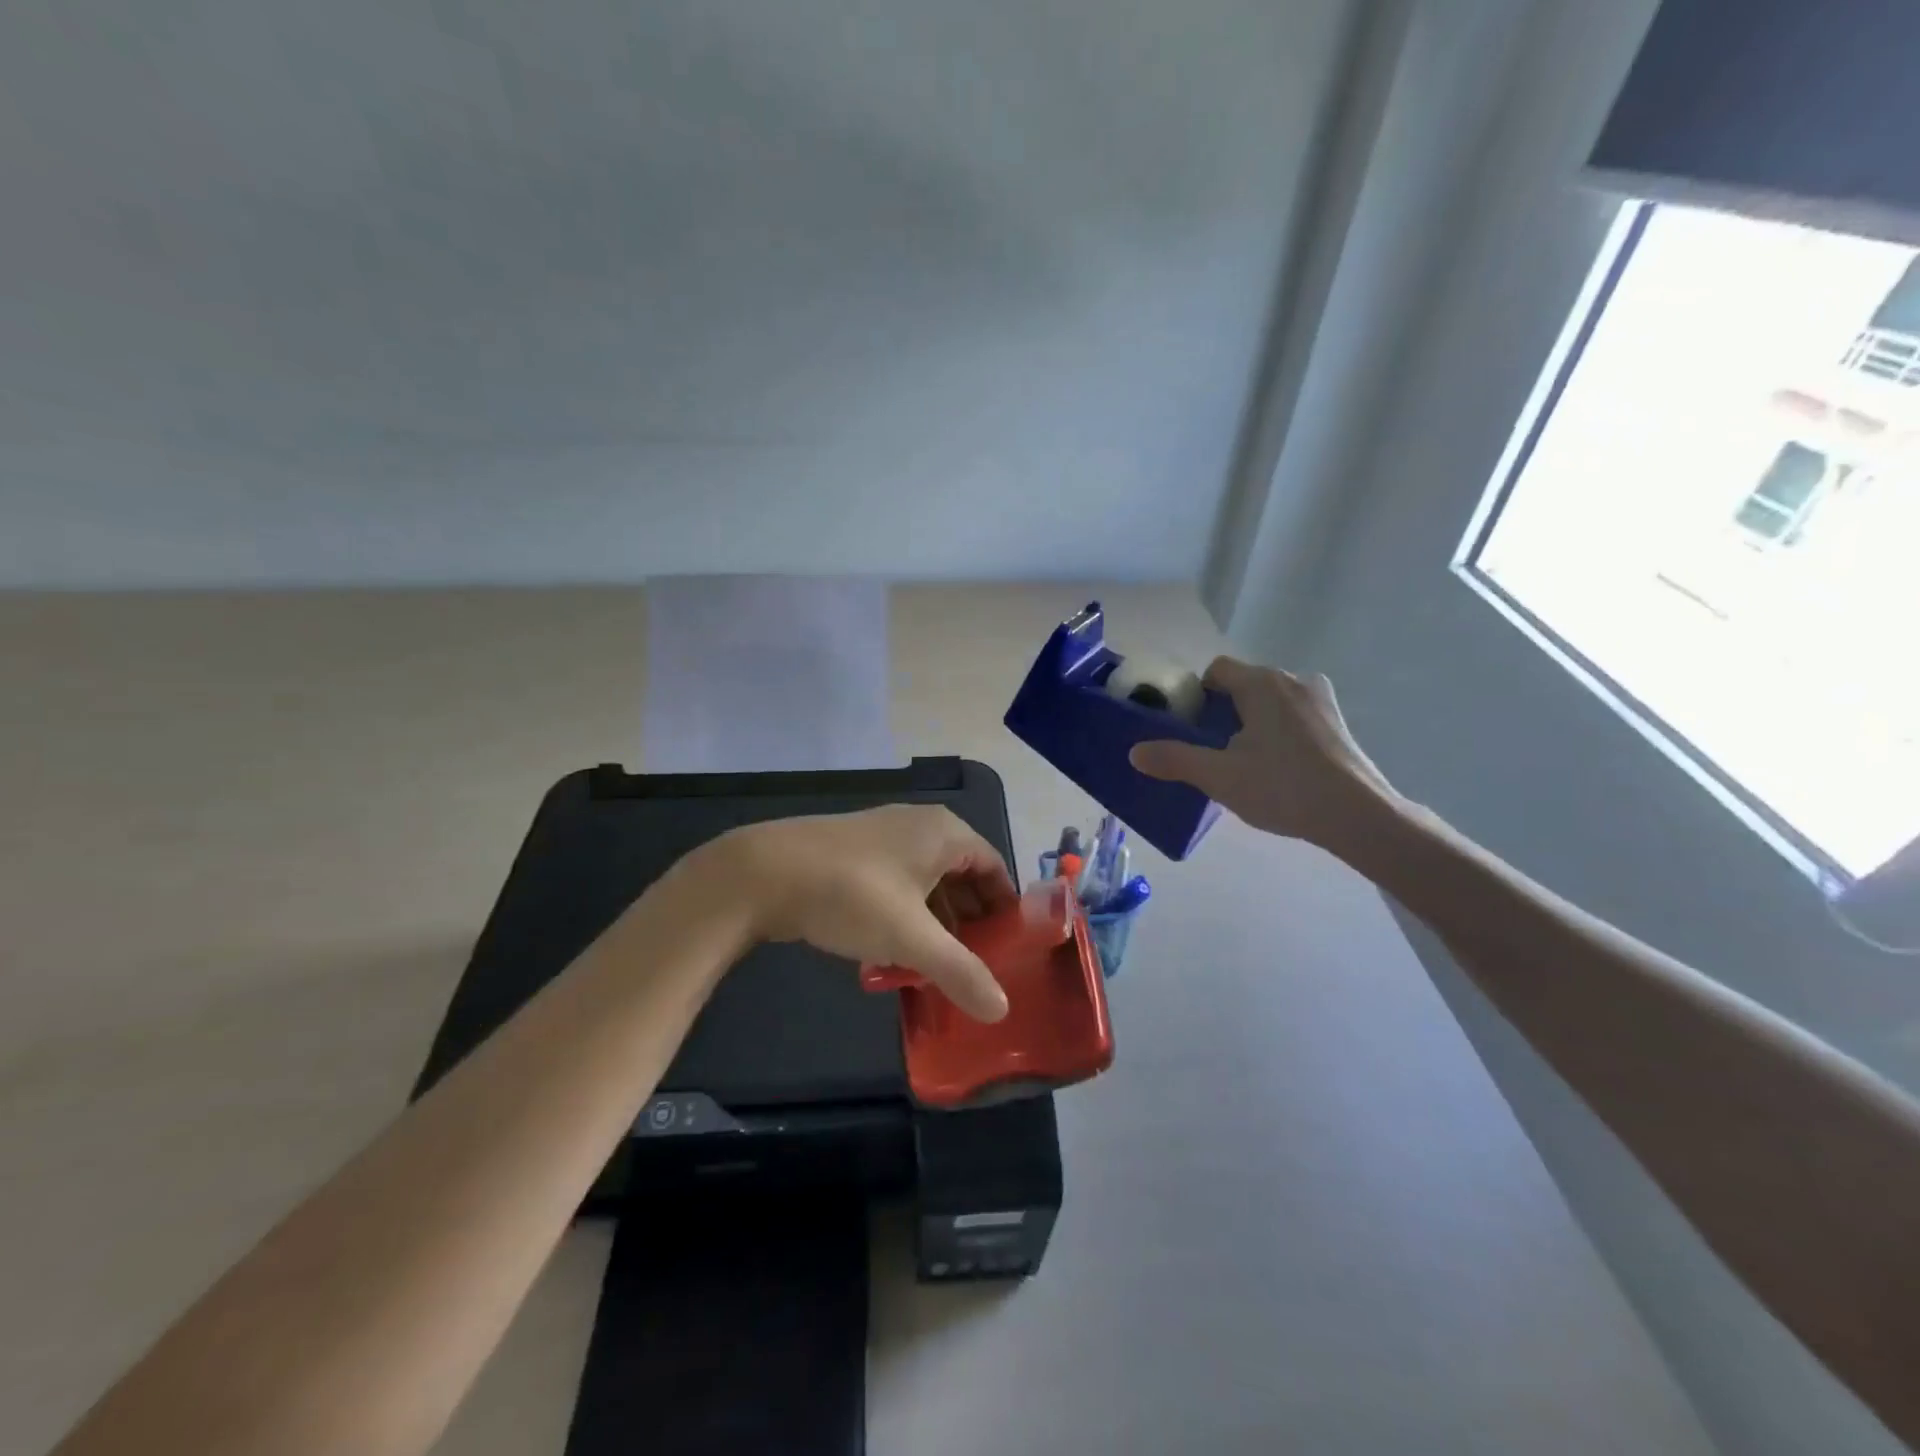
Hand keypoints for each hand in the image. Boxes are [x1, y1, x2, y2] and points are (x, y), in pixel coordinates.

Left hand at [707, 805, 1016, 1020]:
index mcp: (944, 833)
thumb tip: (1002, 1010)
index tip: (1009, 951)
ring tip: (935, 970)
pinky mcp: (852, 853)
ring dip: (934, 925)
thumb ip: (960, 972)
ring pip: (925, 884)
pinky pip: (895, 886)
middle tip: (974, 967)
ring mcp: (882, 837)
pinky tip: (892, 955)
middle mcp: (918, 826)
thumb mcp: (912, 938)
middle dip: (969, 922)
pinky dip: (903, 918)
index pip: (994, 868)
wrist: (763, 873)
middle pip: (961, 875)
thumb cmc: (853, 894)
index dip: (1005, 909)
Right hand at [1128, 658, 1397, 850]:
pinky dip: (1279, 730)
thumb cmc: (1282, 787)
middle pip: (1243, 684)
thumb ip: (1174, 760)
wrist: (1357, 815)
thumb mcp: (1218, 777)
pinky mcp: (1337, 720)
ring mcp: (1319, 698)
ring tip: (1246, 761)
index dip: (1196, 696)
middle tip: (1214, 751)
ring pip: (1269, 700)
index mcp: (1261, 683)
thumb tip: (1134, 753)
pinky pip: (1294, 714)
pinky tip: (1280, 766)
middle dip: (1223, 712)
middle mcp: (1292, 679)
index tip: (1192, 729)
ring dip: (1252, 721)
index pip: (1216, 670)